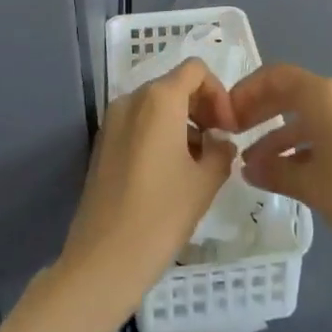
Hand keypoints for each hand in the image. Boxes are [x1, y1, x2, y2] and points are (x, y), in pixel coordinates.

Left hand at [56, 58, 236, 321]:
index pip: (196, 70)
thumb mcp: (205, 182)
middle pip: (175, 85)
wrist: (102, 261)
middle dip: (201, 108)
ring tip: (198, 164)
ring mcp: (112, 121)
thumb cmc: (160, 215)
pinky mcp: (102, 144)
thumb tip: (220, 142)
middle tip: (218, 145)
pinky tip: (171, 174)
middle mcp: (132, 99)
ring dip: (182, 123)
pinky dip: (160, 135)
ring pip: (156, 106)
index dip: (219, 93)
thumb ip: (220, 151)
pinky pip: (138, 124)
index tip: (228, 129)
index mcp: (159, 99)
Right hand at [231, 64, 331, 273]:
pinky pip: (325, 130)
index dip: (247, 91)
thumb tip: (247, 168)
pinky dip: (302, 145)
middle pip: (291, 92)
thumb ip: (273, 171)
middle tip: (234, 133)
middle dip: (260, 110)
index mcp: (324, 96)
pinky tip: (287, 173)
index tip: (226, 115)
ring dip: (279, 134)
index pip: (276, 76)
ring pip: (308, 115)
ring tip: (254, 165)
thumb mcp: (308, 184)